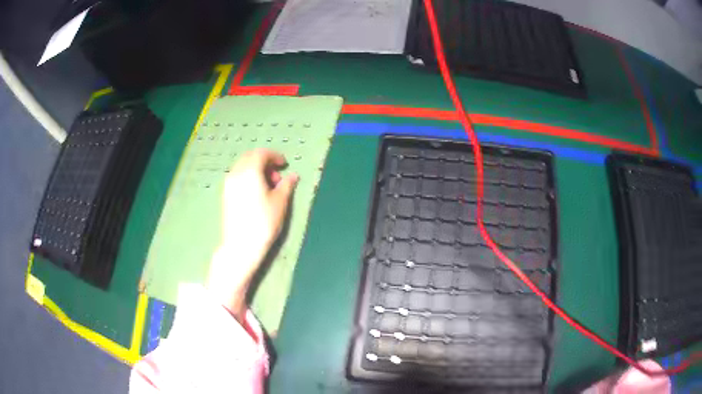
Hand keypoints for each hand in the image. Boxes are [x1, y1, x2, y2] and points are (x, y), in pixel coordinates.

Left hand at [207, 149, 297, 320]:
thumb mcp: (280, 203)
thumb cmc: (263, 223)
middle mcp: (236, 173)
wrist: (241, 245)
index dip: (275, 156)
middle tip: (277, 177)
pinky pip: (238, 177)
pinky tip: (257, 193)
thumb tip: (293, 176)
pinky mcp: (225, 195)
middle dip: (265, 162)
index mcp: (250, 171)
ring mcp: (228, 184)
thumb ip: (286, 185)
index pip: (261, 154)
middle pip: (250, 157)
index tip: (284, 165)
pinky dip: (248, 177)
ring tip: (269, 187)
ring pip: (243, 167)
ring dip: (256, 170)